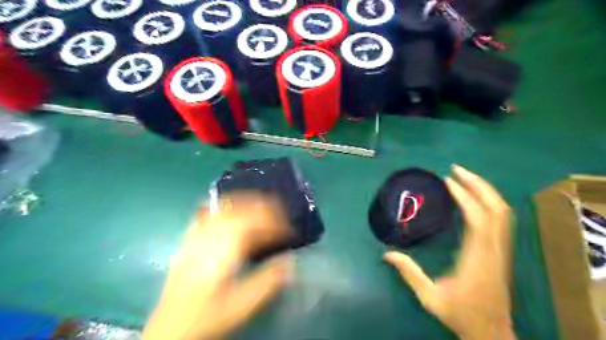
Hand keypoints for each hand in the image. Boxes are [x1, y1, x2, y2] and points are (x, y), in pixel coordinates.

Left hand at [142, 194, 293, 339]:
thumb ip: (267, 282)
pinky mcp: (191, 240)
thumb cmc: (206, 316)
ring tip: (264, 206)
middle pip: (242, 209)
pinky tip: (230, 207)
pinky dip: (225, 206)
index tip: (290, 231)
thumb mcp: (240, 305)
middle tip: (282, 216)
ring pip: (226, 207)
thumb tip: (290, 262)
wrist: (169, 328)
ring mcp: (199, 235)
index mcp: (224, 248)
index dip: (276, 224)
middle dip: (265, 208)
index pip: (255, 222)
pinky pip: (209, 213)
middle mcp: (211, 235)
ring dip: (248, 202)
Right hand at [385, 164, 517, 339]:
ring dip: (486, 190)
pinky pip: (502, 220)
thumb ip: (409, 273)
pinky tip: (476, 196)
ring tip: (465, 177)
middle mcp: (494, 250)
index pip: (478, 219)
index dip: (465, 196)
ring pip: (504, 212)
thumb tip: (386, 254)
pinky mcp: (502, 251)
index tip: (448, 181)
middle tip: (456, 170)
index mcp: (477, 258)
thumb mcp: (430, 297)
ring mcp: (502, 250)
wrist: (491, 332)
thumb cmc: (460, 314)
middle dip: (478, 184)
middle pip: (497, 209)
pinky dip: (490, 201)